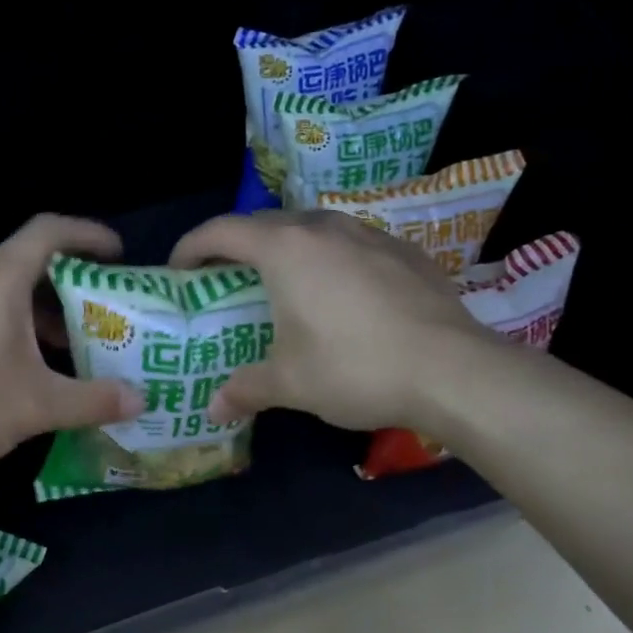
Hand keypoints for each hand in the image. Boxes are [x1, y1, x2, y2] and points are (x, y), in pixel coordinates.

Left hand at [0, 216, 143, 481]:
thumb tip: (141, 400)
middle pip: (25, 260)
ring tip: (63, 344)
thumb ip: (94, 399)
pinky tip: (15, 362)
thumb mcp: (38, 405)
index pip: (49, 230)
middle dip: (66, 283)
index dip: (88, 234)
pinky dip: (4, 320)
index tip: (117, 255)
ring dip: (34, 308)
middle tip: (97, 311)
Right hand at [170, 210, 494, 431]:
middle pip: (265, 223)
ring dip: (286, 247)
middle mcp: (324, 228)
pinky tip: (340, 292)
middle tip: (225, 278)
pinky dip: (329, 257)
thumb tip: (212, 409)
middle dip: (237, 246)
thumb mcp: (290, 383)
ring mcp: (368, 234)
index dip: (192, 246)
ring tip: (282, 281)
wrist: (453, 370)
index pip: (222, 231)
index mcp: (286, 250)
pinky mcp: (403, 250)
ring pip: (312, 227)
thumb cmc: (355, 368)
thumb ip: (245, 389)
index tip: (178, 270)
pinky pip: (350, 242)